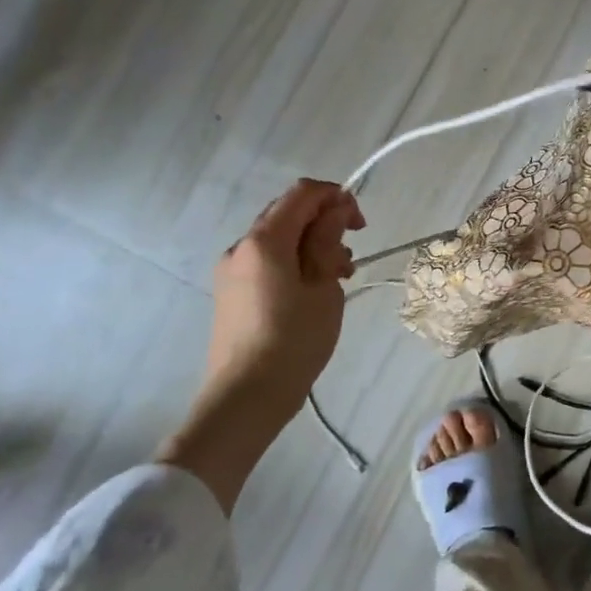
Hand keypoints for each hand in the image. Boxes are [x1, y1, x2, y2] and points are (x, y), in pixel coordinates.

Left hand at [203, 179, 364, 408]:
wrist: (246, 396)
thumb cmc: (294, 339)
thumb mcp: (323, 287)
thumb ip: (327, 241)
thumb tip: (335, 211)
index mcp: (264, 240)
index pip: (302, 193)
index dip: (336, 197)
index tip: (360, 224)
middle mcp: (241, 247)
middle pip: (287, 213)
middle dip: (324, 221)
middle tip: (350, 252)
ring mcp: (231, 270)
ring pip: (278, 238)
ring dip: (311, 244)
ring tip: (339, 276)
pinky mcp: (231, 292)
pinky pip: (267, 261)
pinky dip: (294, 262)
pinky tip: (313, 289)